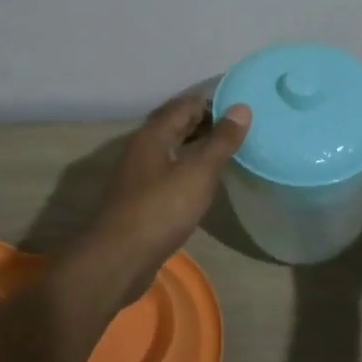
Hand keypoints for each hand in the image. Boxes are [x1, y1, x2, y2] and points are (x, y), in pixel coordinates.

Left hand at [78, 92, 250, 299]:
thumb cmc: (162, 209)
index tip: (241, 110)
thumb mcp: (199, 172)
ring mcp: (139, 173)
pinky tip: (204, 181)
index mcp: (154, 134)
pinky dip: (188, 168)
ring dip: (197, 146)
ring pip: (172, 148)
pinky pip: (168, 171)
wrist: (120, 258)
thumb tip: (242, 108)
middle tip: (240, 129)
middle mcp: (143, 147)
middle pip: (176, 124)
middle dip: (206, 123)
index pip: (186, 104)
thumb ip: (221, 141)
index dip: (213, 102)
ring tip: (227, 152)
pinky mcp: (141, 197)